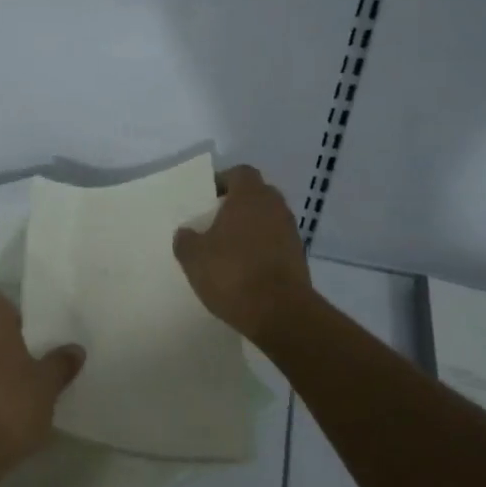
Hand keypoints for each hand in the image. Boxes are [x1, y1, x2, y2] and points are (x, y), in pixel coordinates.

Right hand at [173, 165, 313, 342]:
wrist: (281, 314)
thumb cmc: (233, 274)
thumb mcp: (194, 258)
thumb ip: (186, 240)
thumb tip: (186, 232)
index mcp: (250, 196)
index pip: (240, 173)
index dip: (223, 181)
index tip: (207, 199)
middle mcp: (275, 207)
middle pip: (256, 195)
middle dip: (237, 206)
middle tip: (214, 223)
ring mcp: (291, 232)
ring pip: (267, 220)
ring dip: (250, 229)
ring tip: (228, 250)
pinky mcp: (299, 258)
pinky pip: (276, 243)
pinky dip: (262, 250)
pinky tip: (245, 270)